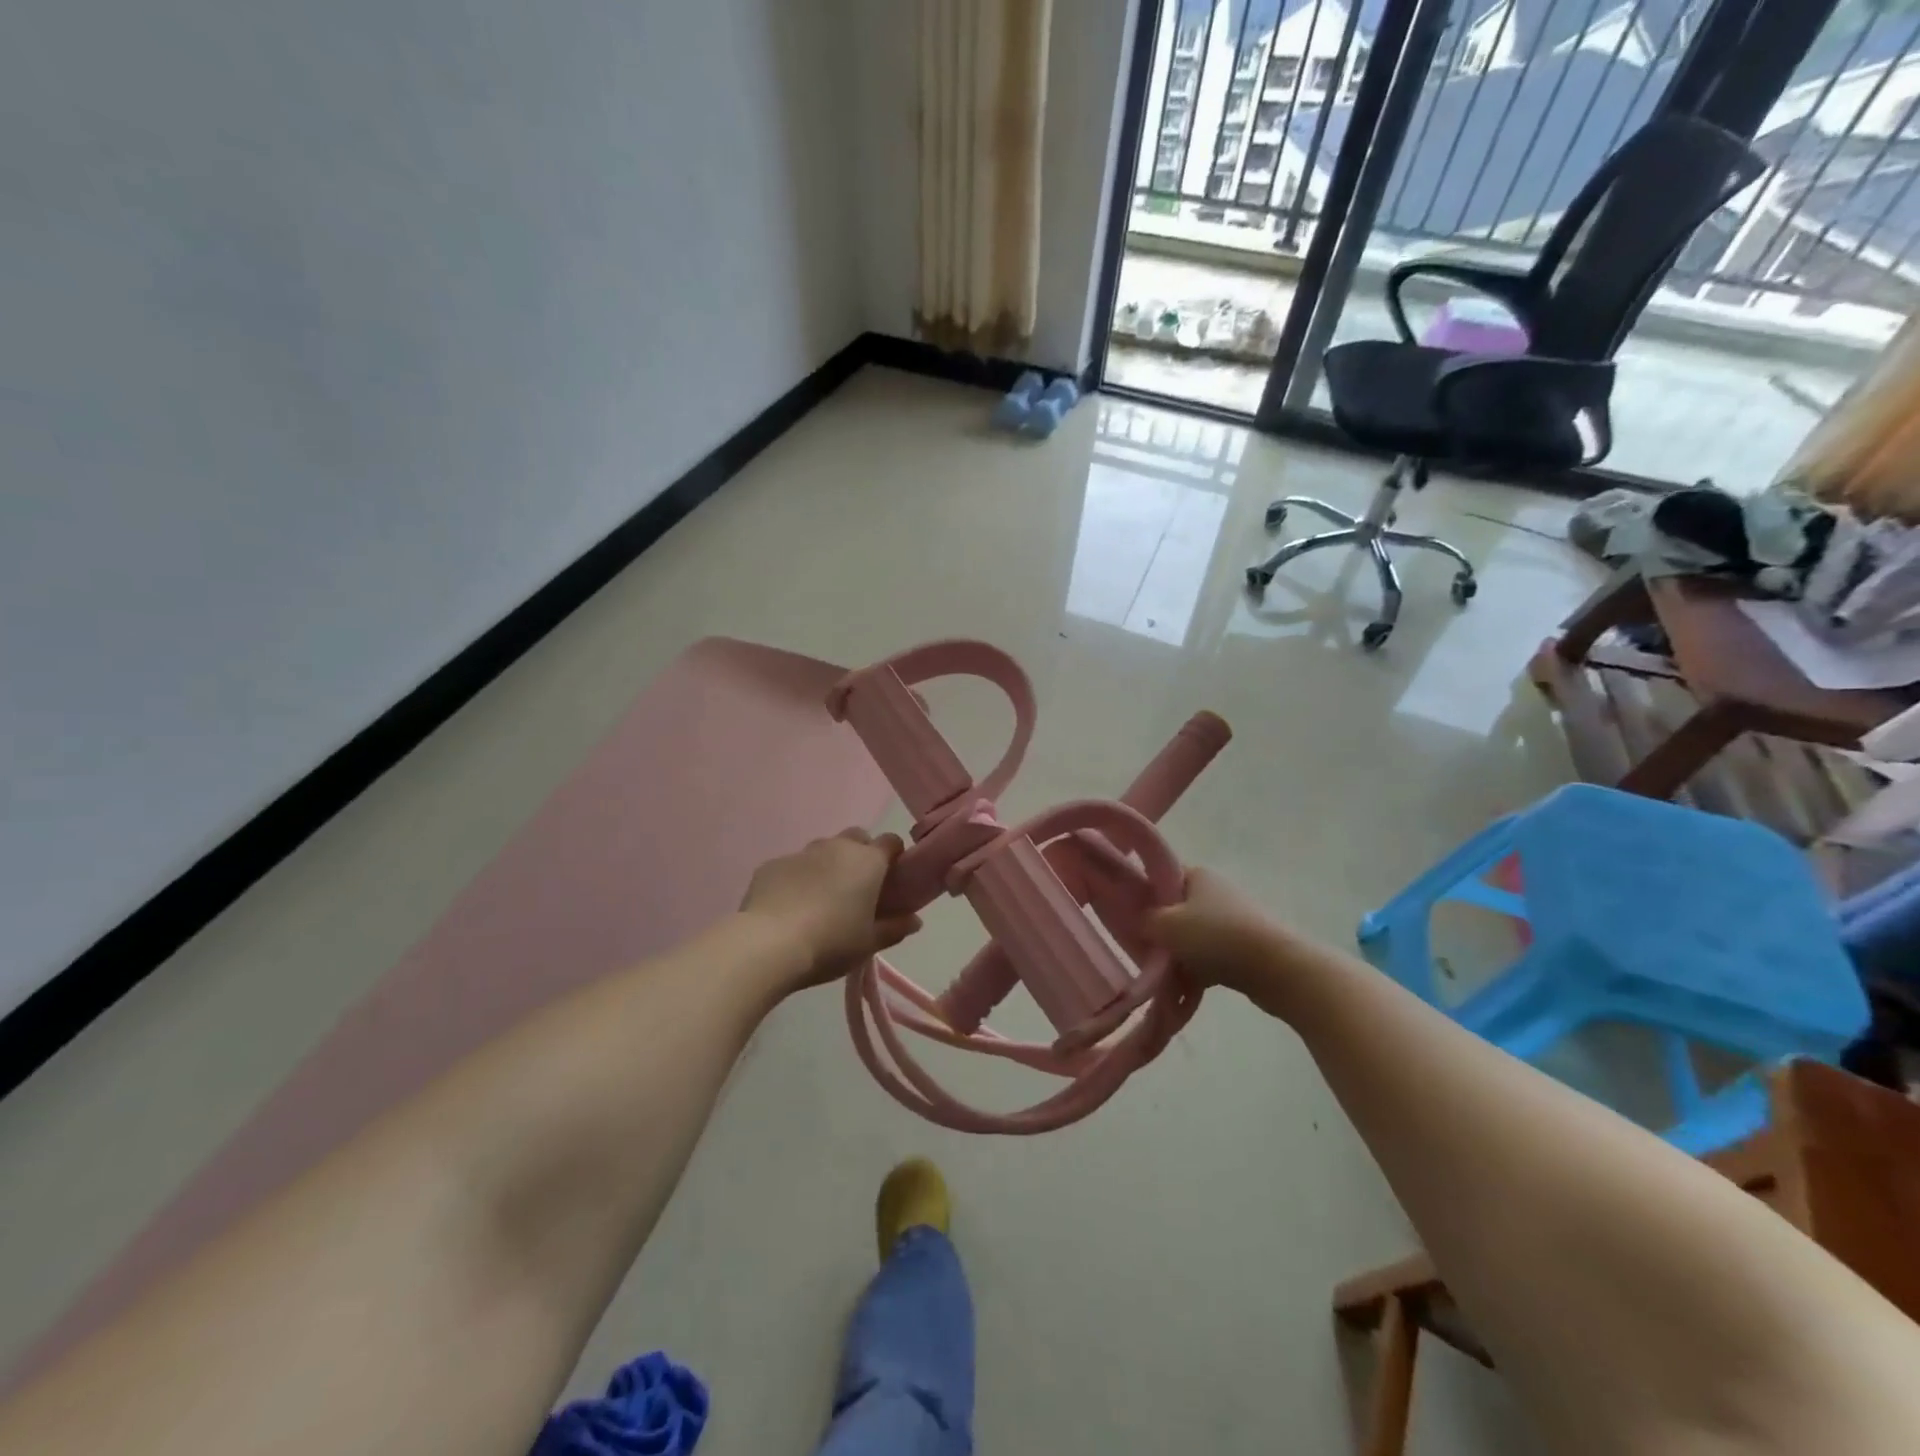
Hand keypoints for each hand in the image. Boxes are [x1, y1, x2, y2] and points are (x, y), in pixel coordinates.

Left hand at [740, 829, 920, 990]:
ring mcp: (801, 852)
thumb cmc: (830, 943)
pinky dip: (798, 878)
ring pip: (823, 850)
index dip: (894, 856)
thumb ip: (895, 928)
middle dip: (861, 855)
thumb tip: (915, 920)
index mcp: (867, 861)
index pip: (891, 841)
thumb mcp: (869, 943)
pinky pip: (793, 865)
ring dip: (828, 865)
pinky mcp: (772, 864)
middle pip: (856, 838)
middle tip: (857, 888)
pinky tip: (790, 906)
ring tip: (822, 898)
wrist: (767, 943)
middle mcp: (836, 847)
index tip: (892, 879)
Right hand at [1147, 867, 1290, 997]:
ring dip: (1176, 955)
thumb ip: (1143, 919)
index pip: (1159, 876)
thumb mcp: (1166, 925)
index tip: (1125, 915)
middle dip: (1158, 931)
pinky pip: (1209, 956)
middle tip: (1141, 949)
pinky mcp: (1243, 946)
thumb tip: (1135, 919)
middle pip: (1174, 909)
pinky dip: (1196, 970)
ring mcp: (1232, 919)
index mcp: (1196, 875)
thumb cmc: (1216, 937)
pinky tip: (1184, 990)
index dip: (1141, 893)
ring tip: (1161, 976)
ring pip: (1191, 936)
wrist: (1276, 969)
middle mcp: (1215, 891)